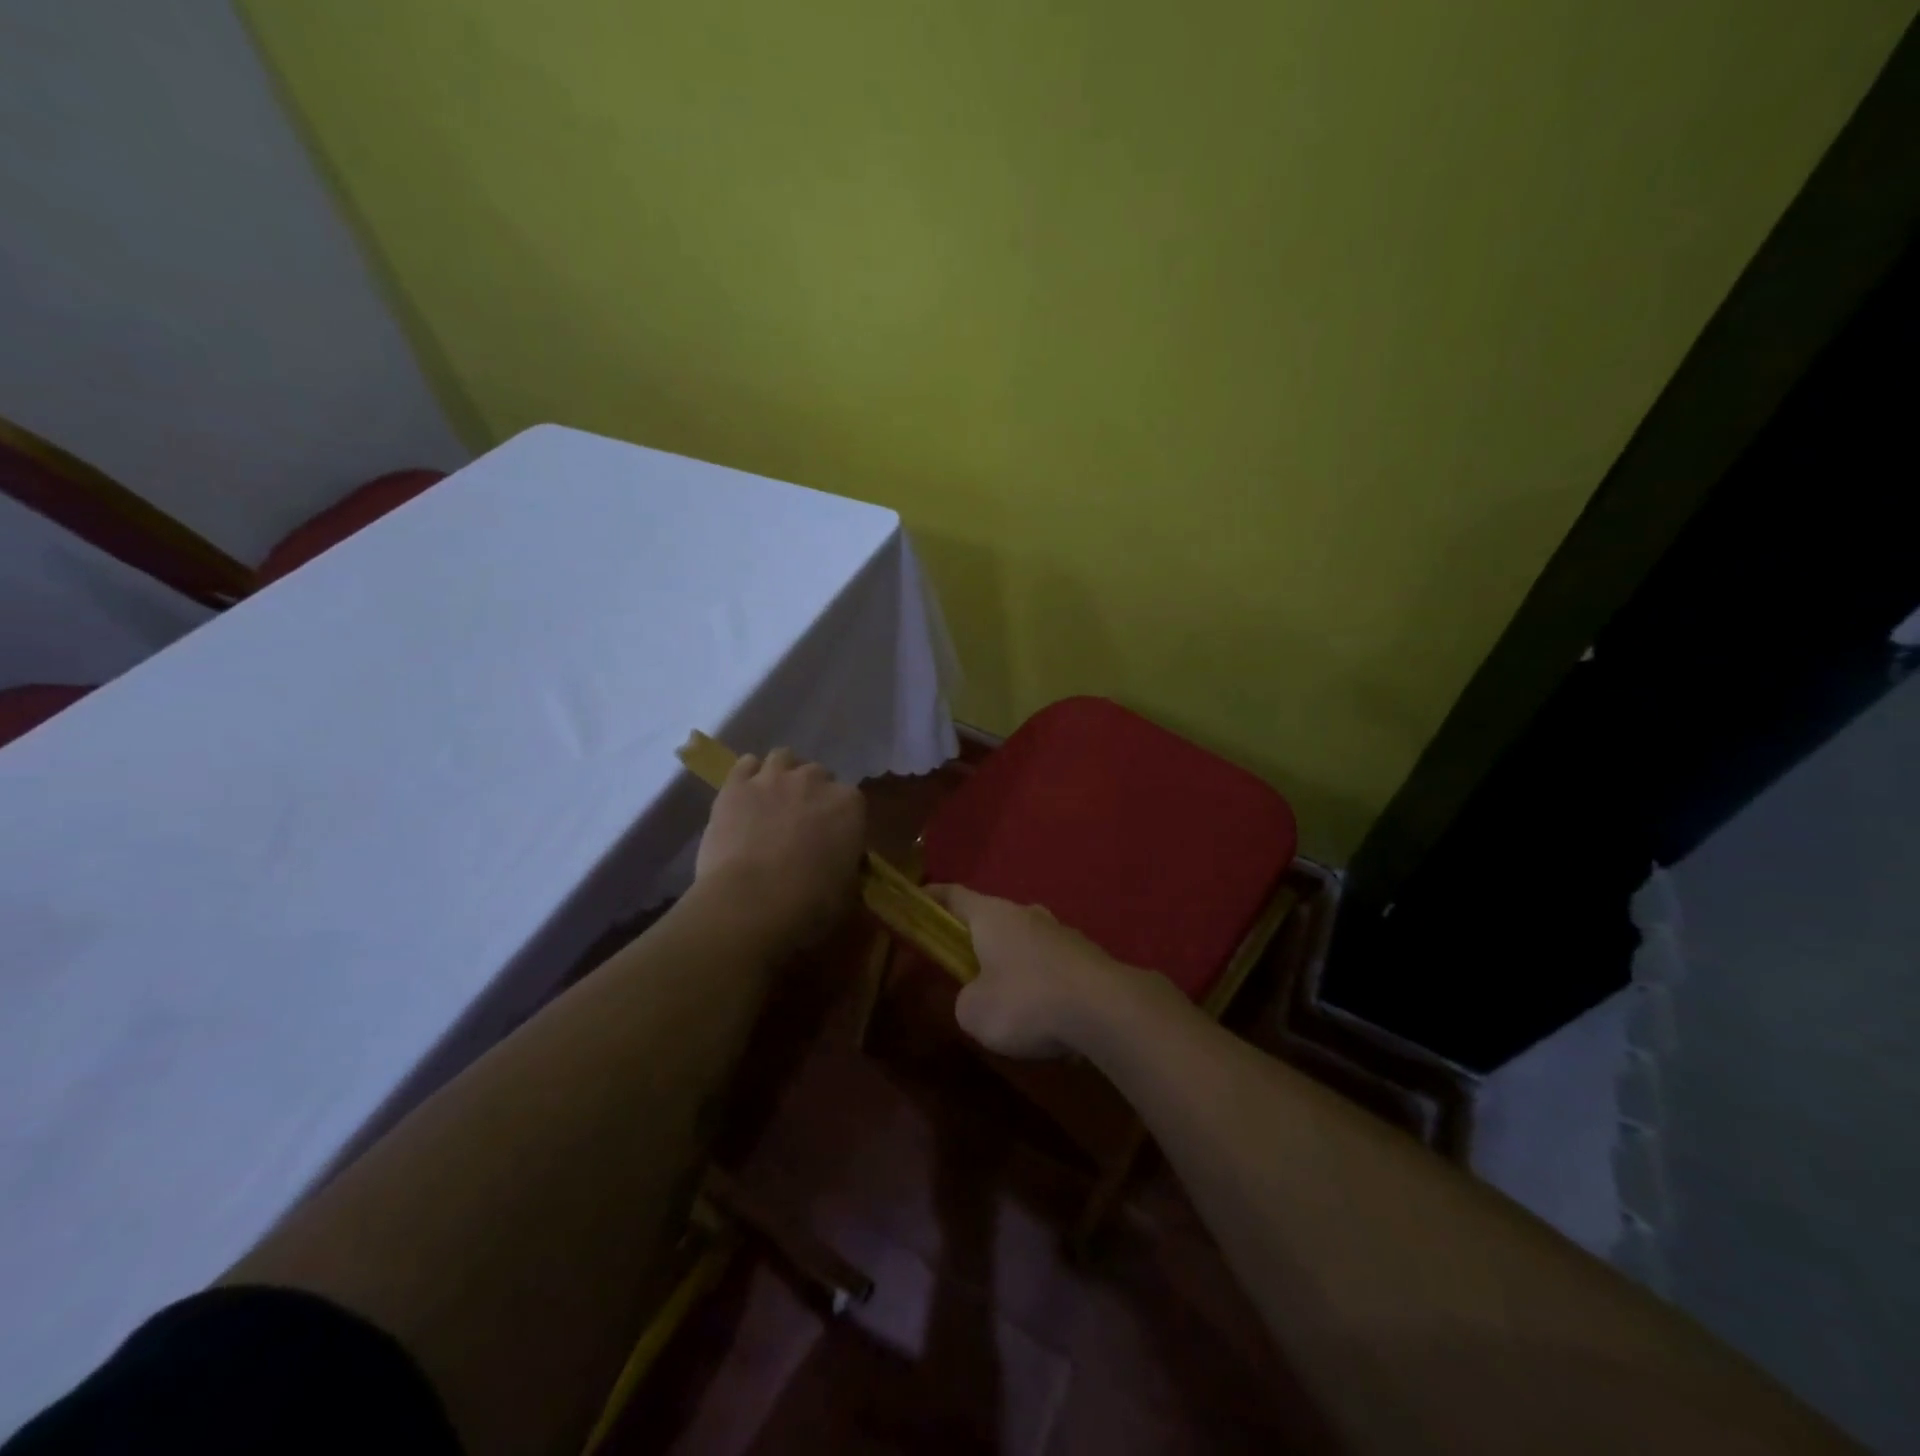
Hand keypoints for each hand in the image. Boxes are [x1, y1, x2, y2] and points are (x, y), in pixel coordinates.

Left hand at [695, 748, 865, 946]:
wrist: (751, 903)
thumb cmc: (810, 903)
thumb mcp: (847, 891)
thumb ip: (848, 867)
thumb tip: (844, 865)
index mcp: (849, 805)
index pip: (852, 800)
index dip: (841, 818)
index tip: (834, 837)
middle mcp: (814, 780)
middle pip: (818, 774)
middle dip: (813, 793)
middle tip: (802, 821)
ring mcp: (773, 778)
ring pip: (783, 758)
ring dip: (783, 774)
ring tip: (774, 798)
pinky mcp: (736, 785)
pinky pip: (745, 764)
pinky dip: (749, 774)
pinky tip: (746, 793)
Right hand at [926, 884, 1157, 1057]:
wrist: (1106, 1009)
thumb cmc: (1027, 1002)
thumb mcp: (975, 1013)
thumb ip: (965, 999)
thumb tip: (977, 995)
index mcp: (992, 916)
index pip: (954, 895)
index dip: (933, 896)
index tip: (918, 898)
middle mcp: (1027, 914)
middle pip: (992, 918)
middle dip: (977, 937)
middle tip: (964, 964)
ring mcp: (1061, 932)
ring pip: (1026, 940)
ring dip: (1013, 961)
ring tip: (1009, 999)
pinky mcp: (1088, 955)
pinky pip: (1053, 964)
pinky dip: (1042, 981)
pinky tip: (1045, 1013)